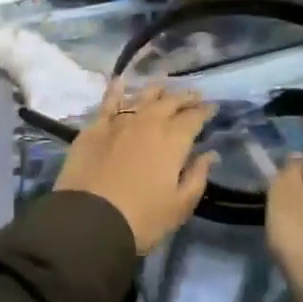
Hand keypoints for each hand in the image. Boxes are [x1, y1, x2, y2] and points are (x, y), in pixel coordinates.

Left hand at [55, 81, 217, 254]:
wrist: (90, 220)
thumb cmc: (142, 218)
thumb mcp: (180, 205)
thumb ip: (197, 176)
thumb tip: (210, 154)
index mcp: (173, 140)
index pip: (194, 117)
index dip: (205, 111)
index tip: (212, 107)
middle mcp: (148, 122)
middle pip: (170, 102)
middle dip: (184, 97)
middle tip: (193, 95)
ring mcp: (119, 122)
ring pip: (141, 96)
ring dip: (156, 91)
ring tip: (164, 88)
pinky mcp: (94, 128)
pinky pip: (108, 102)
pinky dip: (116, 90)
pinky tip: (120, 82)